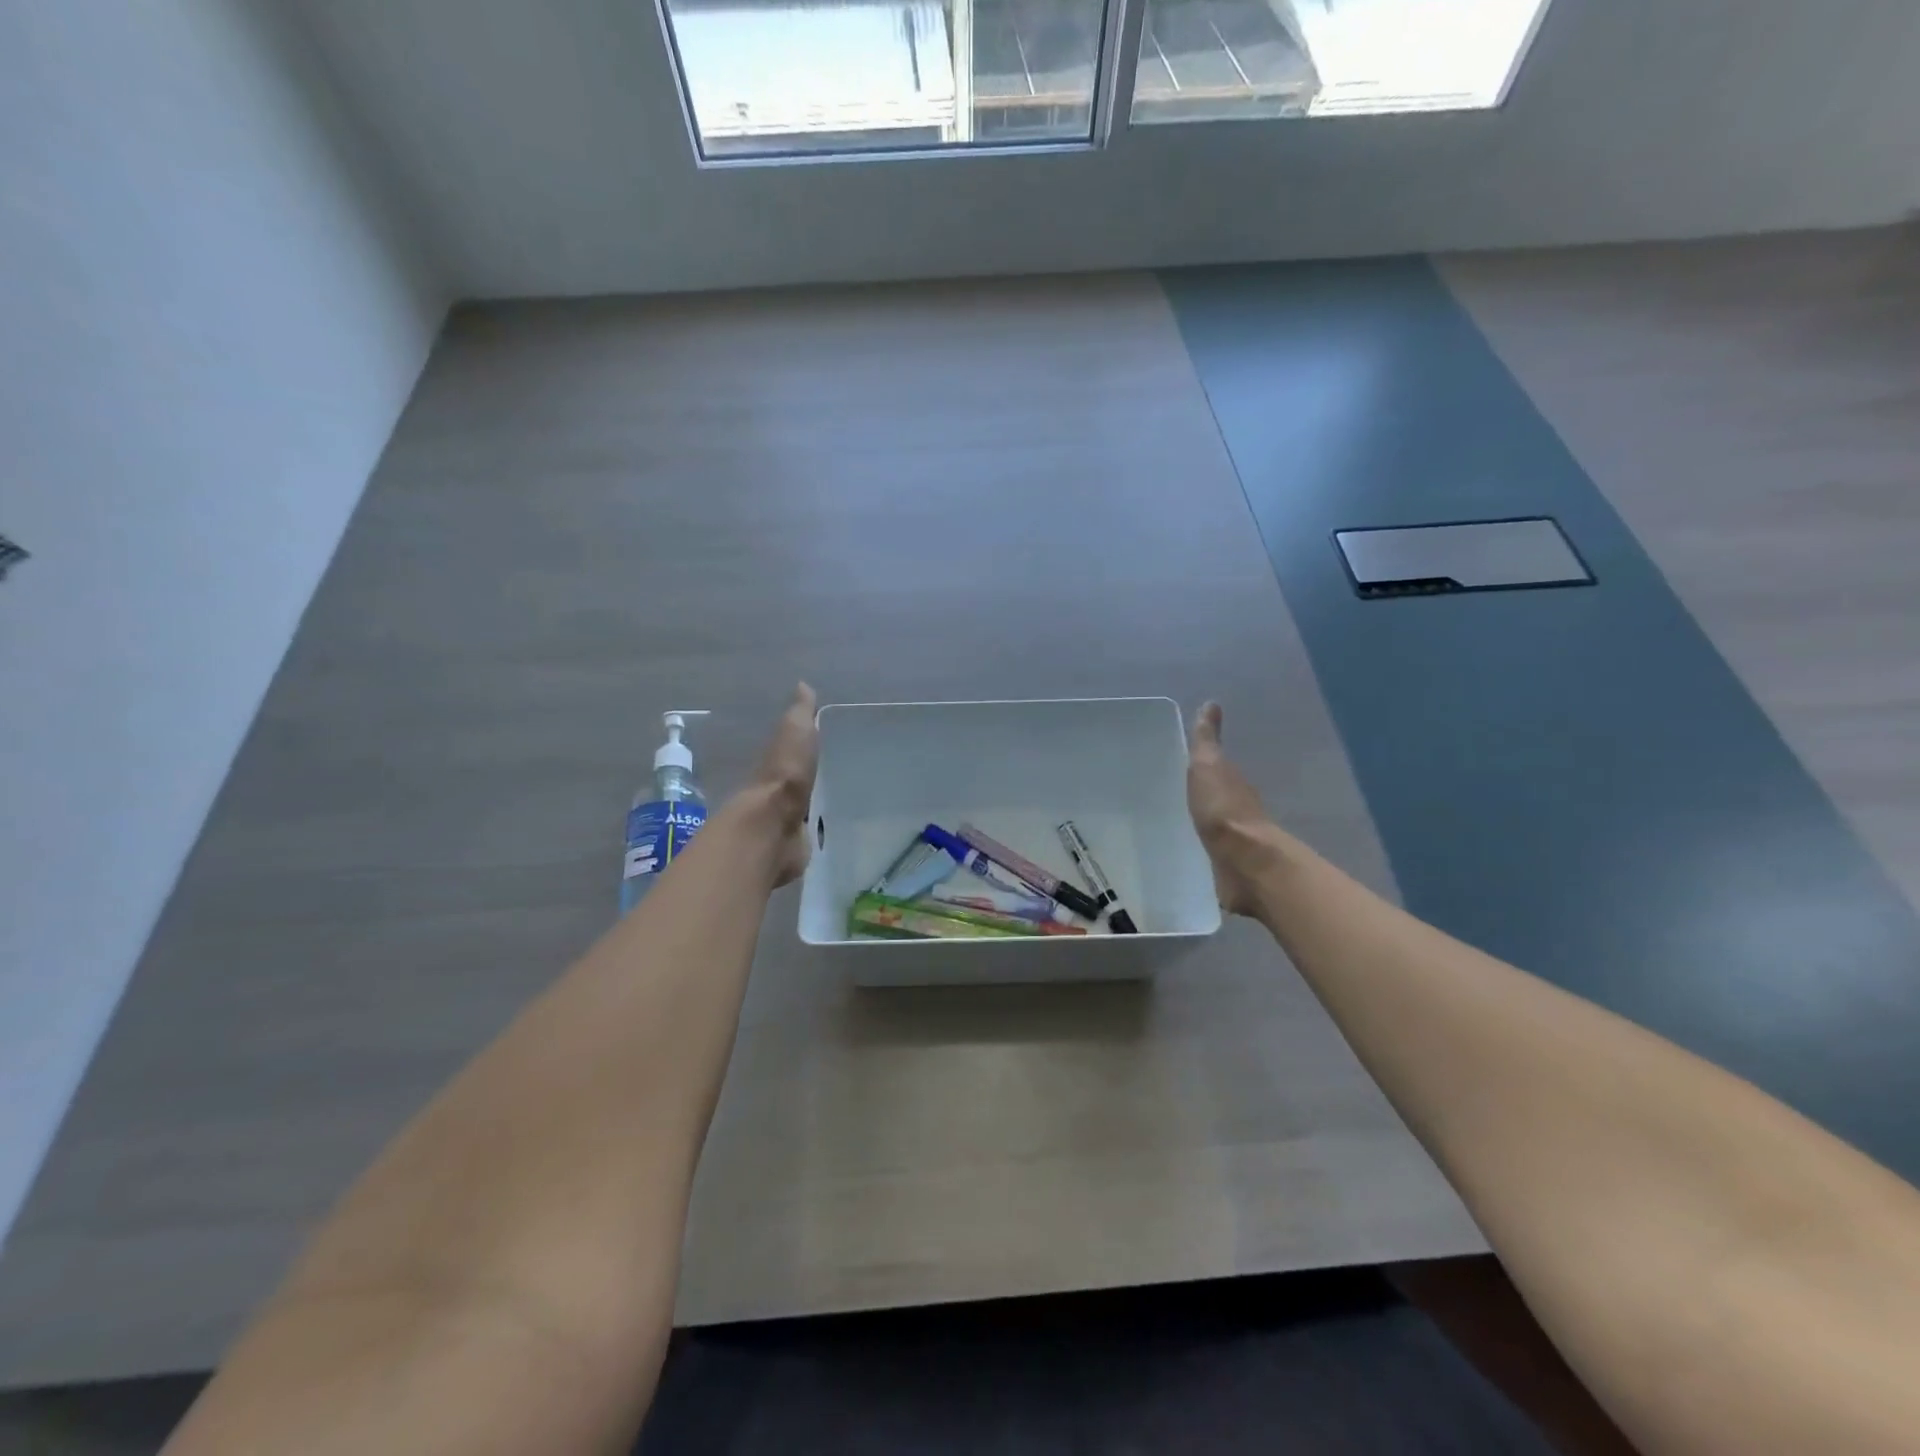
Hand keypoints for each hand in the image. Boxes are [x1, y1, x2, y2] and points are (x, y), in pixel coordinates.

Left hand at [746, 683, 819, 887]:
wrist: (772, 829)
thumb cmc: (784, 777)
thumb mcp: (794, 734)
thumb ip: (799, 715)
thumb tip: (803, 685)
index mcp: (776, 765)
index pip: (790, 754)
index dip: (803, 750)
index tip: (825, 746)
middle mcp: (776, 793)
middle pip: (795, 784)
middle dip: (809, 782)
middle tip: (837, 777)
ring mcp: (784, 823)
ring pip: (802, 811)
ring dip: (813, 809)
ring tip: (839, 806)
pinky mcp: (794, 848)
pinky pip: (808, 837)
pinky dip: (816, 834)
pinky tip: (831, 833)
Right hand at [1187, 701, 1284, 916]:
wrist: (1244, 863)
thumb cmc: (1223, 809)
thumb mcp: (1209, 766)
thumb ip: (1206, 740)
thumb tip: (1211, 704)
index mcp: (1231, 783)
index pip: (1213, 769)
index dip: (1199, 764)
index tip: (1180, 761)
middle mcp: (1235, 809)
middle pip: (1214, 798)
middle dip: (1198, 794)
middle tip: (1171, 790)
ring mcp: (1233, 841)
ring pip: (1212, 826)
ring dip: (1200, 822)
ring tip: (1172, 822)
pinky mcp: (1226, 868)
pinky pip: (1209, 853)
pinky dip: (1201, 849)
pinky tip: (1185, 851)